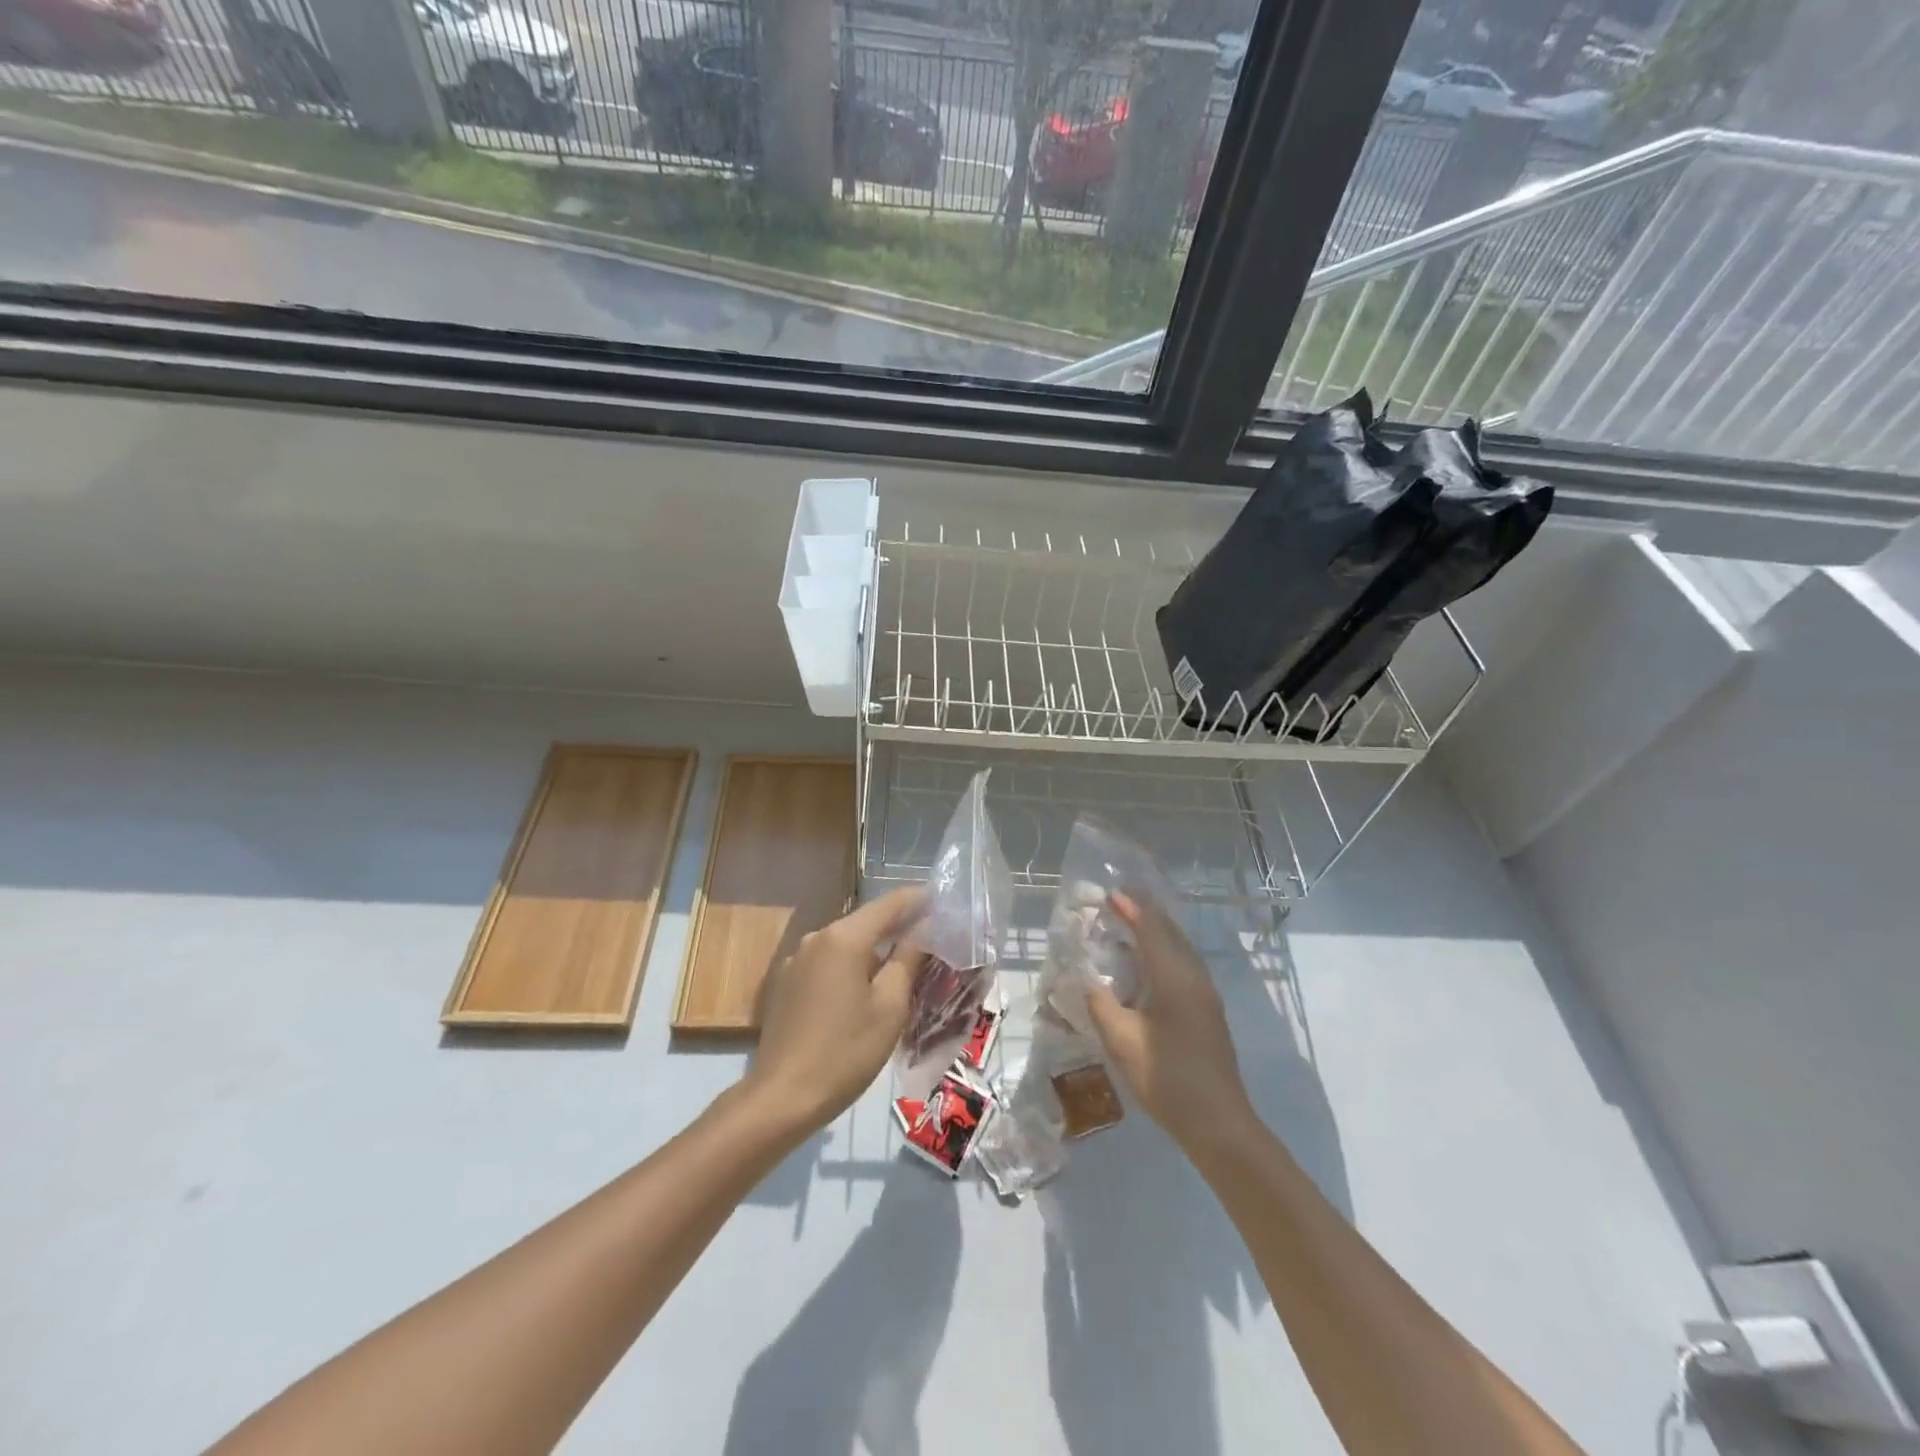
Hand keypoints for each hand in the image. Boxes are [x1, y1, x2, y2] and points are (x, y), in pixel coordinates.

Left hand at [742, 886, 926, 1133]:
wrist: (783, 1098)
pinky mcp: (786, 983)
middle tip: (932, 939)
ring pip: (846, 944)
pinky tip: (865, 991)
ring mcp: (797, 960)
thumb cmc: (846, 1051)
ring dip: (874, 950)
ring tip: (903, 967)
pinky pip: (828, 963)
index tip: (944, 902)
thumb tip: (924, 930)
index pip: (890, 903)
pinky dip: (851, 967)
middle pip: (866, 922)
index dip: (919, 900)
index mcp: (844, 937)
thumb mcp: (890, 1006)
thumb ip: (908, 960)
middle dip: (899, 927)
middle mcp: (817, 938)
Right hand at [1085, 891, 1255, 1153]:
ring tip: (1133, 925)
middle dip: (1146, 914)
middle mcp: (1195, 979)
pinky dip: (1165, 953)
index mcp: (1175, 979)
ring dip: (1157, 933)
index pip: (1151, 931)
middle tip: (1121, 901)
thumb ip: (1100, 1004)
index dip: (1132, 910)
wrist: (1219, 1124)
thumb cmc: (1167, 1078)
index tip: (1111, 894)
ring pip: (1181, 950)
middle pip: (1171, 934)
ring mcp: (1206, 997)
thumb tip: (1086, 981)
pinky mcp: (1209, 1014)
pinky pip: (1185, 967)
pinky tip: (1151, 966)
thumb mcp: (1121, 1041)